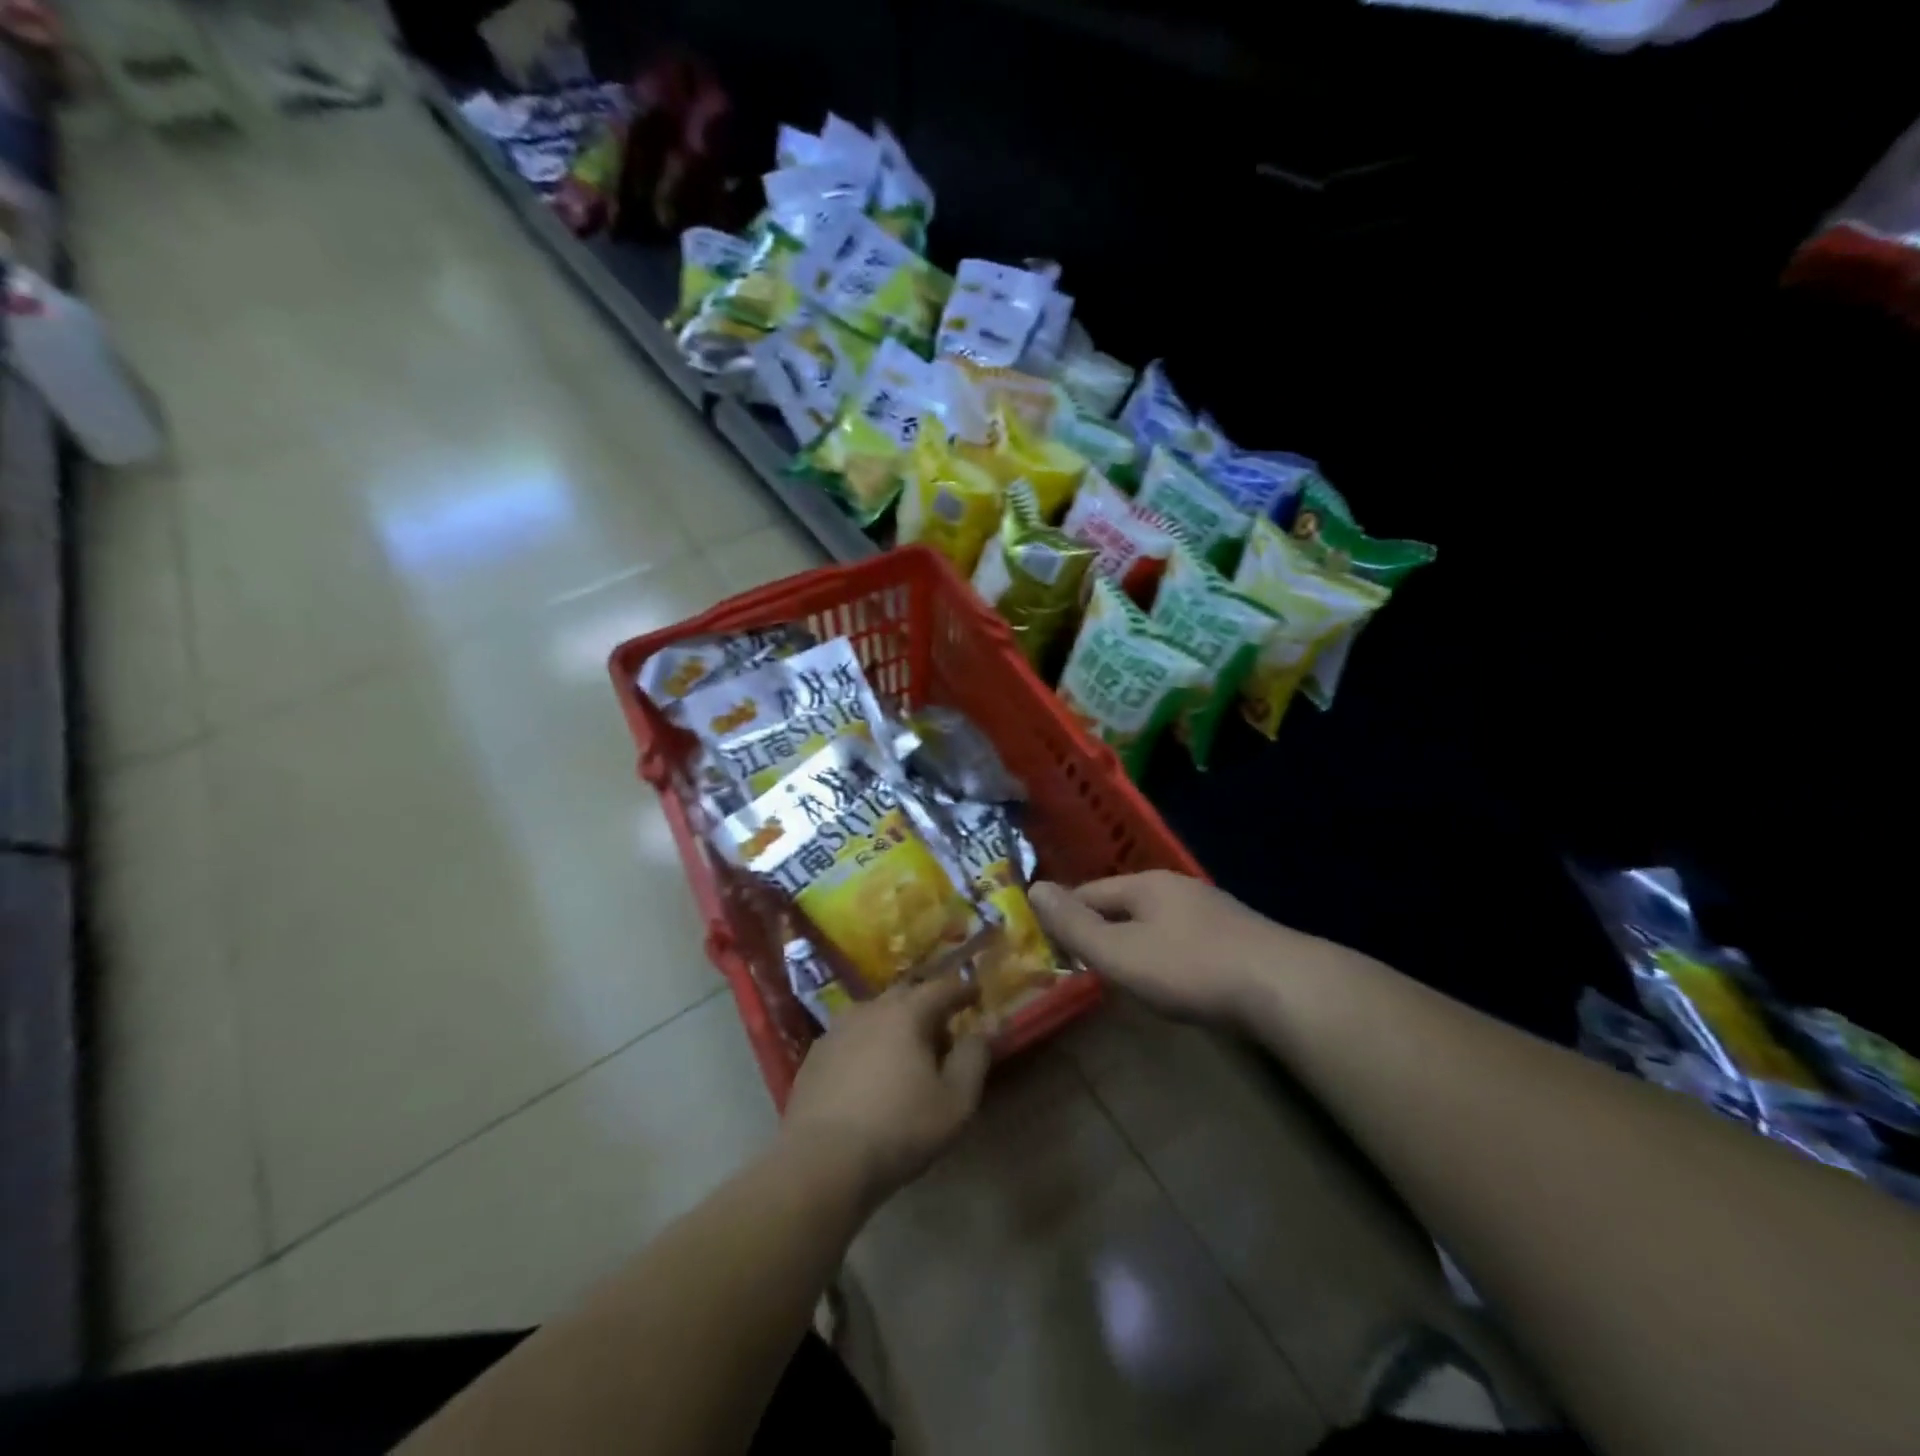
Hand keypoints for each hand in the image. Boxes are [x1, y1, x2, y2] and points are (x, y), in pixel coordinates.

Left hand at [781, 973, 990, 1206]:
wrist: (822, 1162)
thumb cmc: (899, 1129)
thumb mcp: (955, 1102)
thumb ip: (973, 1059)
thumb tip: (980, 1032)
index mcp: (905, 1014)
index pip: (940, 988)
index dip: (962, 989)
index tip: (976, 994)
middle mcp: (869, 1010)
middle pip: (904, 995)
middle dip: (926, 1004)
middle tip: (942, 1027)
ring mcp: (836, 1031)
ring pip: (873, 1014)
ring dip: (894, 1023)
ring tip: (905, 1050)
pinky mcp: (814, 1056)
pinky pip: (850, 1037)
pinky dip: (867, 1043)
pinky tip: (869, 1071)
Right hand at [1030, 871, 1292, 1024]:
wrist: (1284, 987)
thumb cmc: (1190, 968)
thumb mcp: (1120, 953)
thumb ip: (1075, 926)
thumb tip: (1034, 888)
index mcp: (1145, 885)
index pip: (1089, 892)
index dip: (1065, 916)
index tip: (1048, 945)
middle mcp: (1177, 887)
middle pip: (1123, 904)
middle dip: (1100, 929)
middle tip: (1081, 963)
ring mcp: (1211, 910)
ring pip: (1156, 921)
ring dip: (1134, 942)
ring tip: (1122, 972)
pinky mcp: (1236, 936)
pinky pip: (1184, 939)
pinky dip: (1166, 954)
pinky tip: (1173, 977)